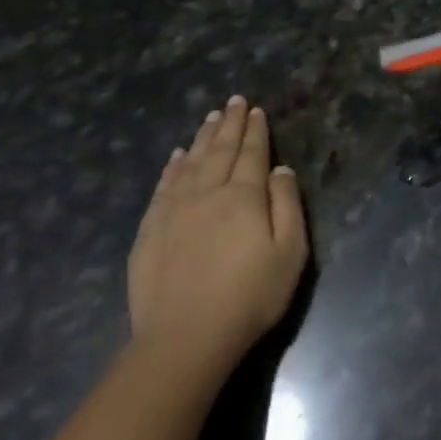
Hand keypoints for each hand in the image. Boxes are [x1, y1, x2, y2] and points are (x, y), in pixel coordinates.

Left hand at [128, 96, 309, 357]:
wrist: (186, 338)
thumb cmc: (250, 296)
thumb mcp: (290, 252)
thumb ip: (287, 205)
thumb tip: (281, 169)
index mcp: (244, 197)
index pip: (252, 154)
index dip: (256, 131)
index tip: (256, 110)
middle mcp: (207, 193)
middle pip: (220, 151)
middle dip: (230, 125)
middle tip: (234, 102)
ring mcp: (173, 211)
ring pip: (190, 163)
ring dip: (202, 138)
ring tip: (210, 118)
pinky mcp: (150, 231)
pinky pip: (163, 186)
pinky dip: (172, 167)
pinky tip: (177, 156)